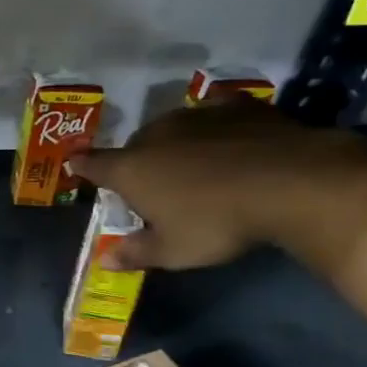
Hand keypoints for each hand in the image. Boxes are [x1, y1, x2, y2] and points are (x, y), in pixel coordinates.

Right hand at [65, 101, 366, 269]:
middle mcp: (155, 135)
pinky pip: (214, 111)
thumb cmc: (217, 222)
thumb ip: (136, 252)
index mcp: (131, 169)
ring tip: (189, 163)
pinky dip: (213, 123)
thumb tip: (103, 260)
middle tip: (152, 187)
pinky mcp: (237, 107)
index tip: (76, 164)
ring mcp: (196, 116)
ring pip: (172, 127)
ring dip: (173, 143)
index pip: (93, 165)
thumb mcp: (173, 251)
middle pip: (134, 147)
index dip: (83, 166)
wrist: (291, 182)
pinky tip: (222, 132)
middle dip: (136, 163)